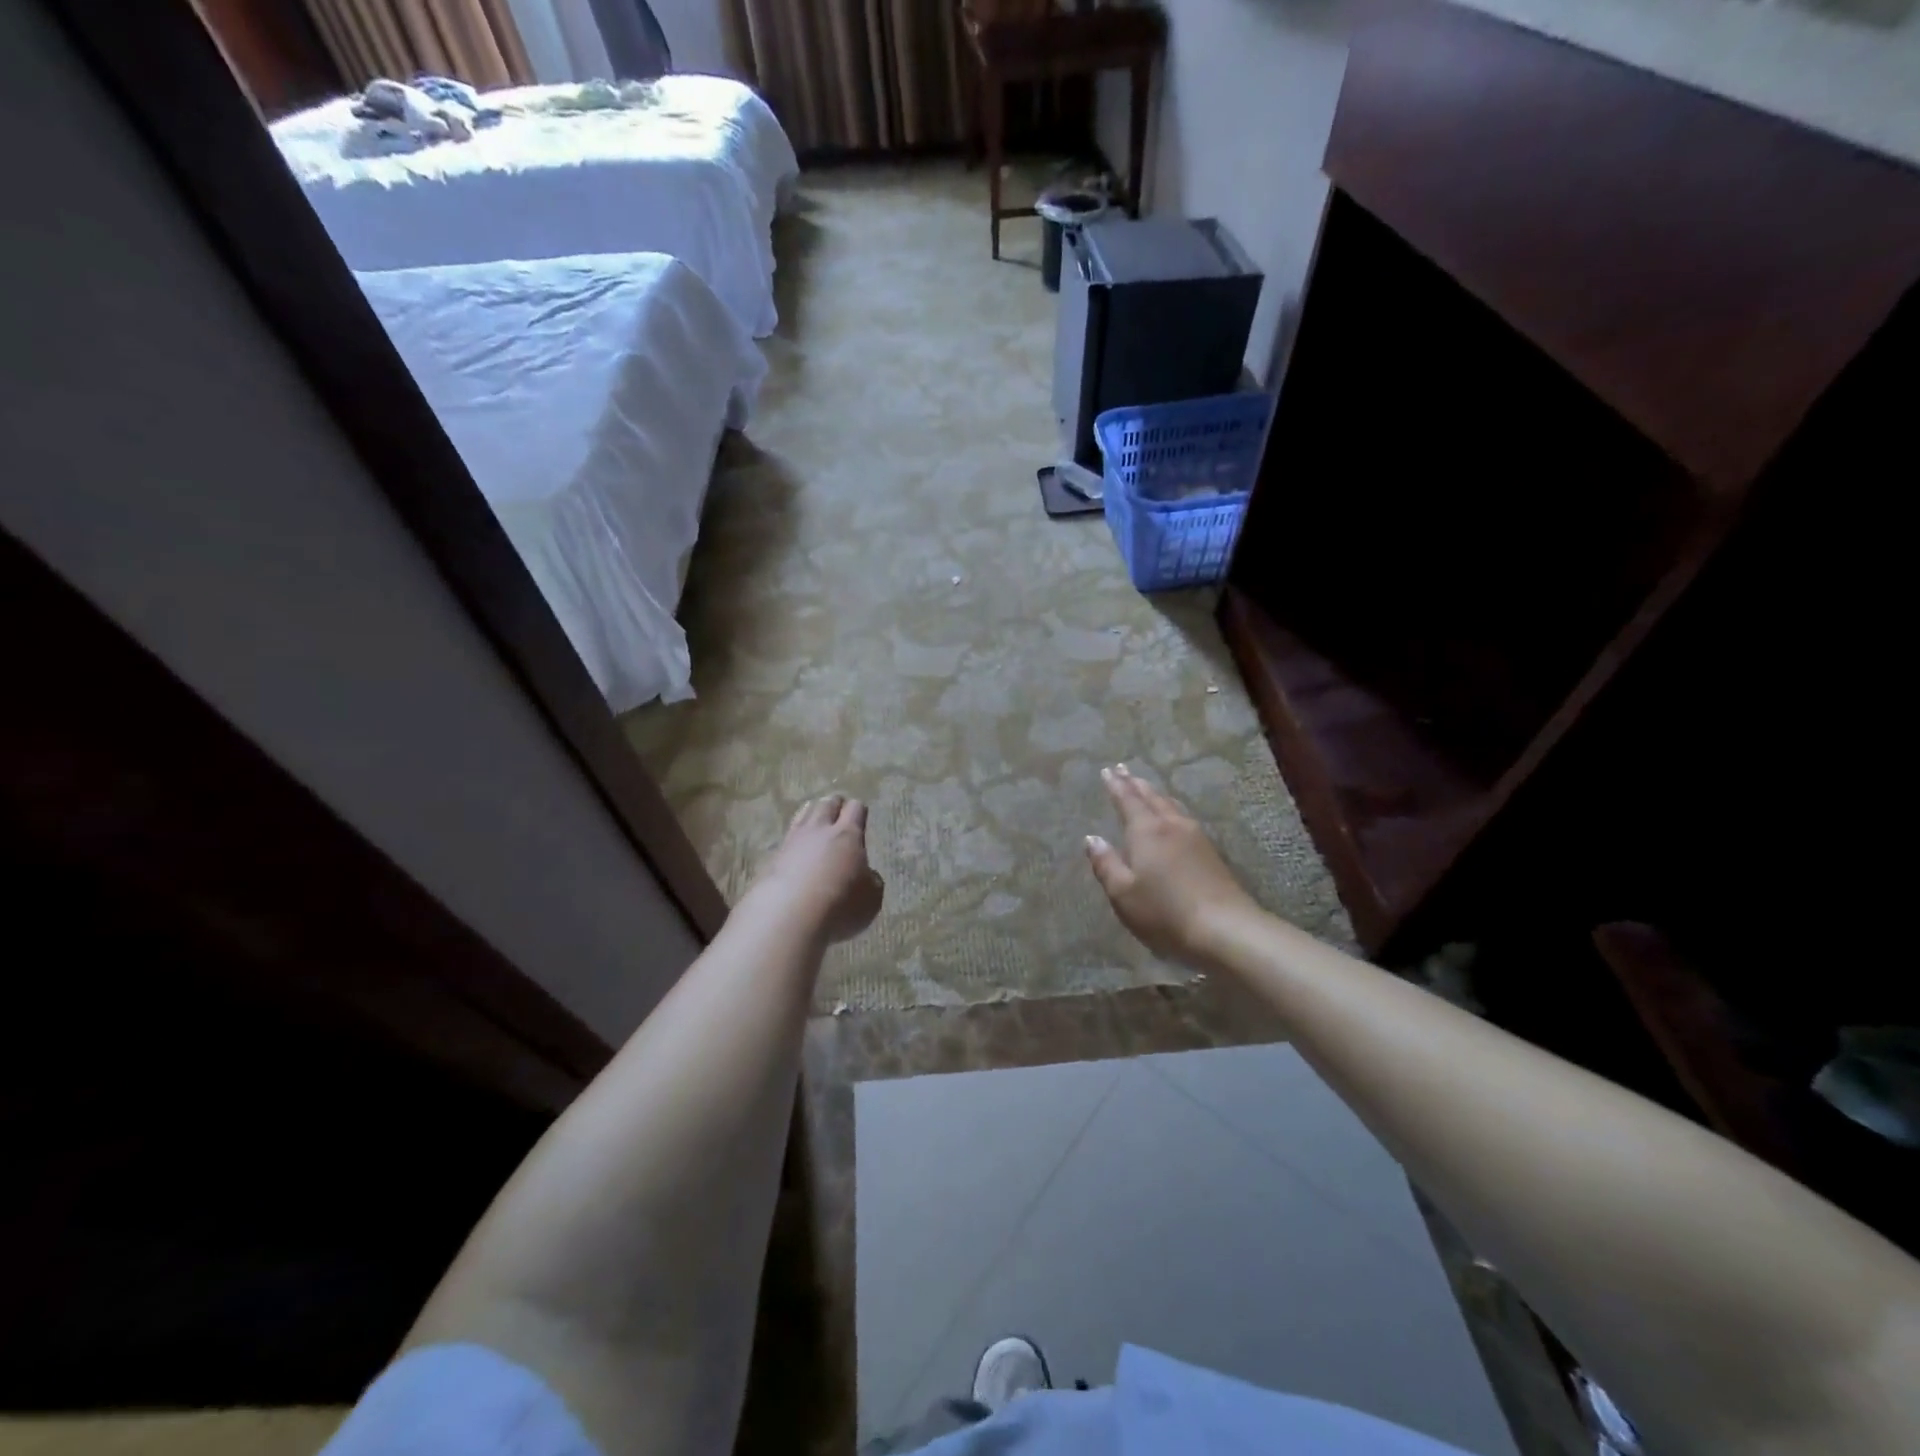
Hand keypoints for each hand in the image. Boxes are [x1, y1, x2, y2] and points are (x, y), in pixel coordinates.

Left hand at [749, 794, 883, 943]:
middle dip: (834, 805)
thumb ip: (871, 881)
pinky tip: (795, 850)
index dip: (859, 810)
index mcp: (848, 835)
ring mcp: (792, 841)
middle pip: (827, 804)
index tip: (861, 815)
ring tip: (815, 820)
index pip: (855, 808)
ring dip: (811, 813)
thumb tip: (866, 875)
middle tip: (839, 812)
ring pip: (803, 814)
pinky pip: (786, 838)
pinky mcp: (772, 858)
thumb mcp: (871, 898)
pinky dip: (793, 840)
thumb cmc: (840, 905)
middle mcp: (820, 830)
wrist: (788, 916)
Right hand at [1086, 764, 1260, 968]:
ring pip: (1171, 805)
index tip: (1107, 770)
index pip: (1127, 800)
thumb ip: (1106, 864)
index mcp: (1146, 831)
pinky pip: (1184, 817)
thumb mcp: (1124, 893)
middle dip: (1135, 783)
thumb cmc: (1164, 912)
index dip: (1116, 785)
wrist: (1225, 929)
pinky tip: (1174, 815)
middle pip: (1151, 797)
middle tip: (1123, 770)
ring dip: (1155, 793)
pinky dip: (1171, 808)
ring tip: (1145, 787)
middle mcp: (1171, 825)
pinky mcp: (1211, 852)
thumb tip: (1091, 838)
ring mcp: (1195, 837)